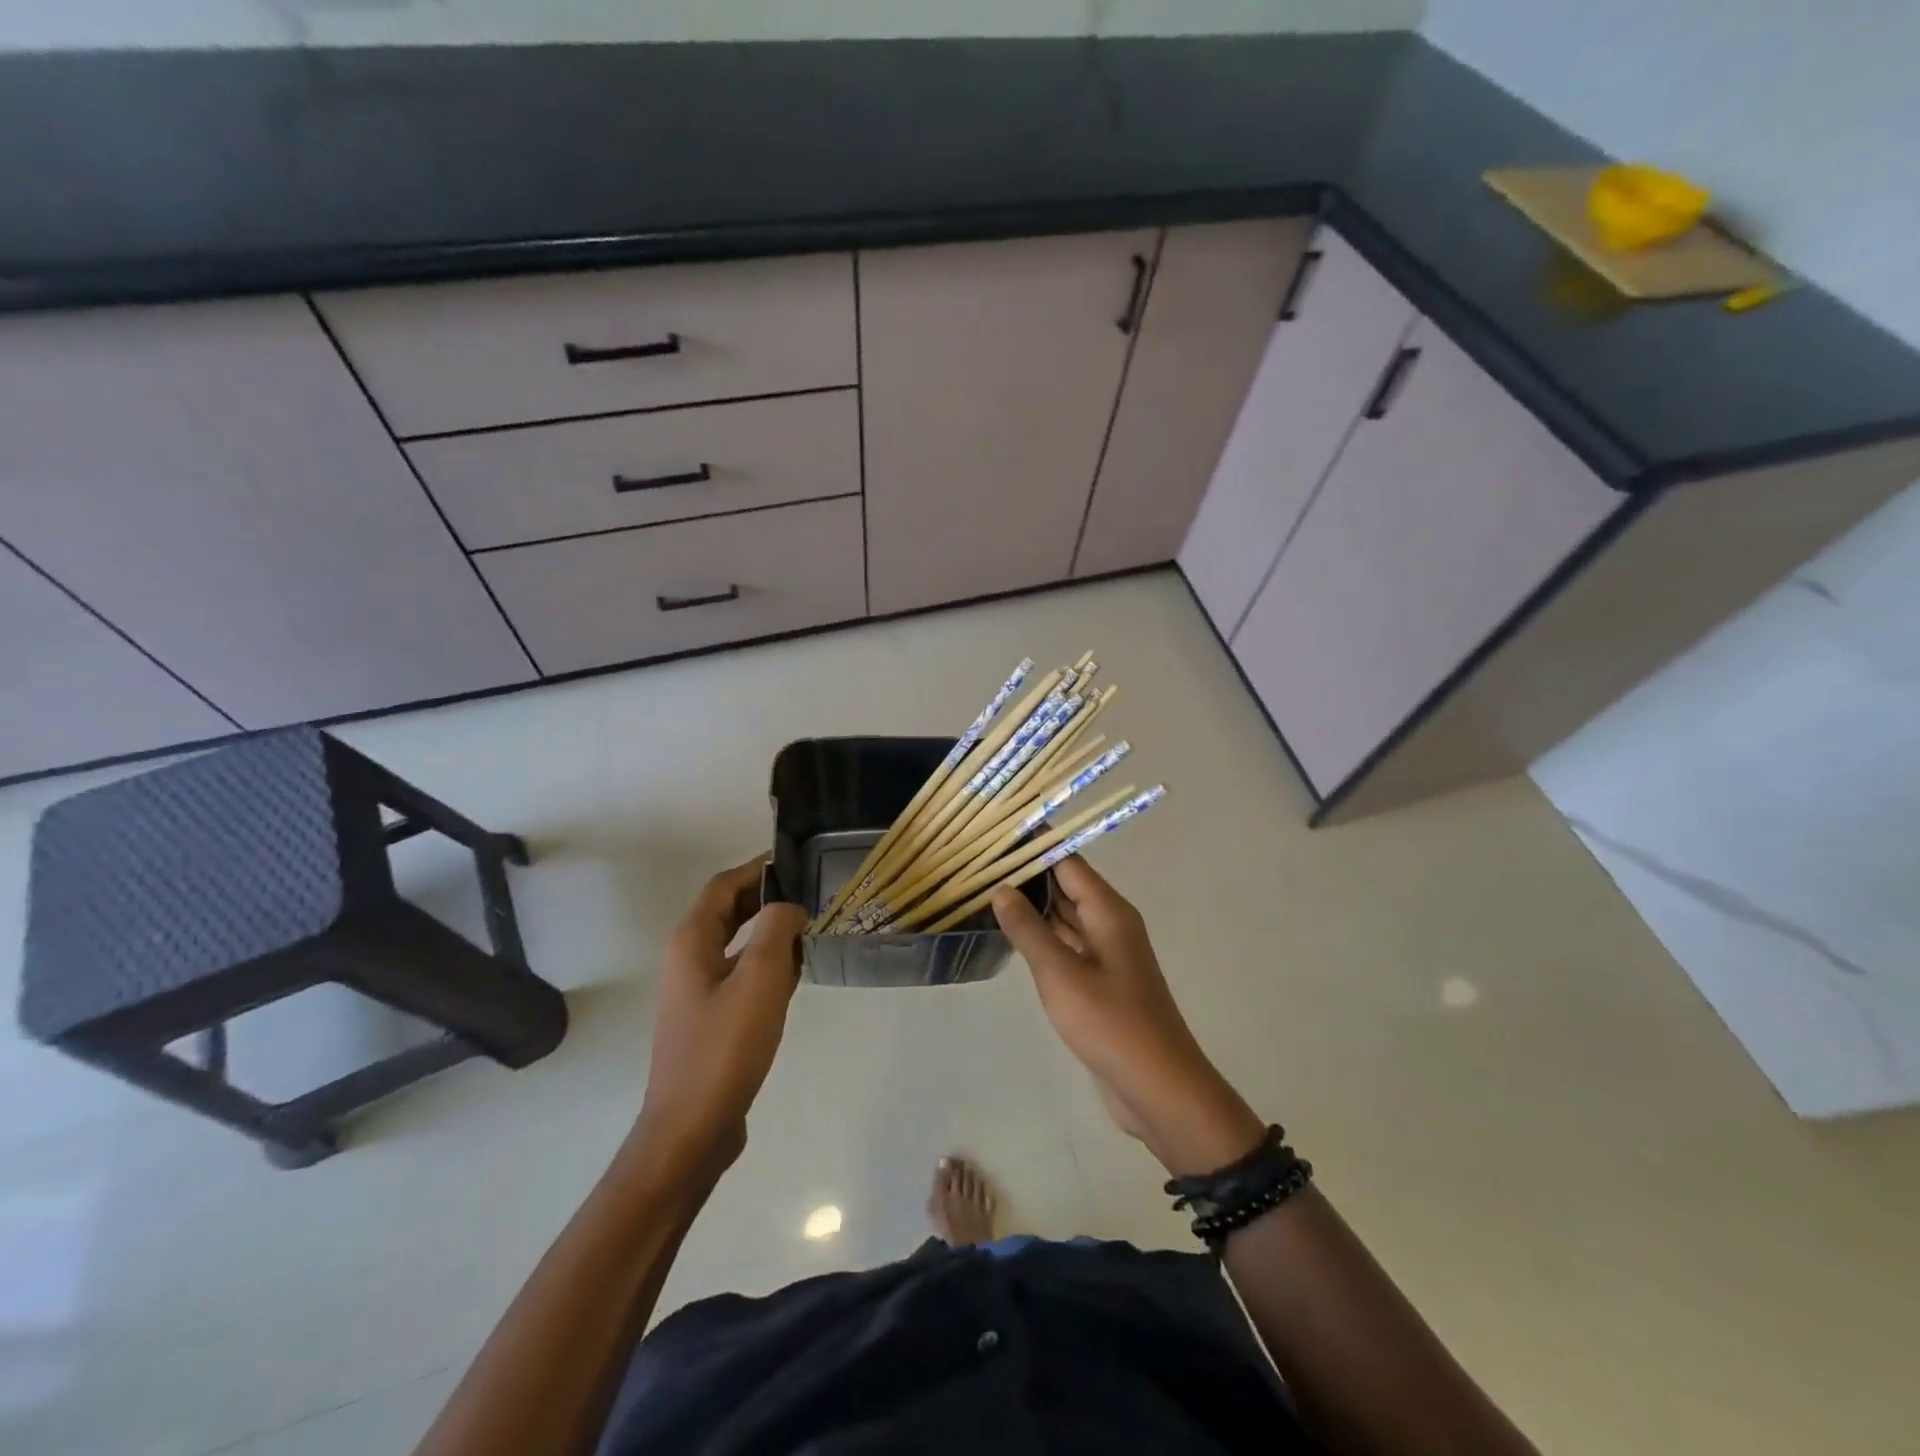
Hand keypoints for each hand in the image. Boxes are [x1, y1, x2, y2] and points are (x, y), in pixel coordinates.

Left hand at [636, 855, 807, 1171]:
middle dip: (767, 896)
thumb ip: (777, 930)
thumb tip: (789, 906)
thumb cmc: (725, 1048)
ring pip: (736, 942)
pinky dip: (766, 962)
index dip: (759, 868)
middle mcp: (688, 958)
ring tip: (812, 927)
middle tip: (811, 892)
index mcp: (692, 941)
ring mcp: (697, 990)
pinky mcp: (710, 1017)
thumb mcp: (760, 980)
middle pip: (729, 910)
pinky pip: (740, 972)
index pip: (725, 885)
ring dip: (770, 930)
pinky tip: (797, 973)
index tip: (798, 861)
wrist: (691, 1128)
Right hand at [993, 857, 1264, 1176]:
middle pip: (1067, 886)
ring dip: (1031, 907)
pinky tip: (1011, 936)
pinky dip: (1041, 937)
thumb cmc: (1111, 1023)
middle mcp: (1110, 924)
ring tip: (985, 891)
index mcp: (1109, 912)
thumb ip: (1028, 929)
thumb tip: (1001, 888)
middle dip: (1028, 874)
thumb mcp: (1061, 974)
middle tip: (979, 863)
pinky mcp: (1100, 982)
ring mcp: (1106, 954)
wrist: (1158, 1089)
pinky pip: (1067, 947)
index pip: (1068, 862)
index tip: (997, 832)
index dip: (1035, 846)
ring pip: (1065, 918)